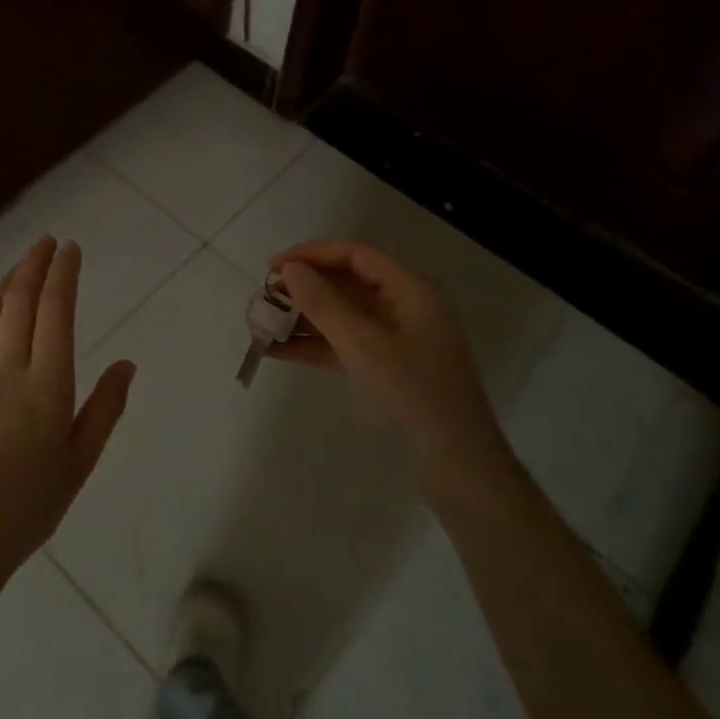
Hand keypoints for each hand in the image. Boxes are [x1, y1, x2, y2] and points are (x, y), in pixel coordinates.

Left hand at [0, 236, 133, 590]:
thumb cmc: (29, 505)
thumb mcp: (80, 462)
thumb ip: (105, 408)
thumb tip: (127, 363)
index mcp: (49, 385)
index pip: (57, 312)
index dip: (64, 274)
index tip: (70, 249)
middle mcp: (9, 368)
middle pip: (22, 301)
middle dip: (35, 264)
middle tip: (47, 241)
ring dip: (7, 281)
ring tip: (21, 264)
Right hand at [268, 240, 502, 478]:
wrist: (457, 464)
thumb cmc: (414, 393)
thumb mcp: (364, 344)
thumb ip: (324, 304)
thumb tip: (290, 269)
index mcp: (410, 290)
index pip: (356, 255)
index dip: (313, 254)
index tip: (273, 267)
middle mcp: (404, 308)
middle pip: (347, 284)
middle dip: (304, 289)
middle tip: (264, 298)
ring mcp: (395, 340)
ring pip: (342, 316)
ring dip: (303, 319)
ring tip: (262, 324)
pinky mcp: (386, 369)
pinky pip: (343, 346)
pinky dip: (313, 347)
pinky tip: (277, 352)